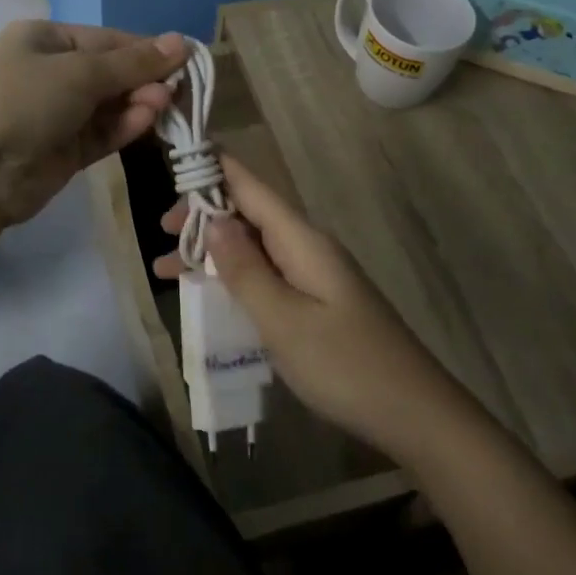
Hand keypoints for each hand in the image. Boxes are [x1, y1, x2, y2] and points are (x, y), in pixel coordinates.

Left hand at [0, 20, 187, 228]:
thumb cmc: (22, 100)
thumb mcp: (79, 71)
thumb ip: (133, 62)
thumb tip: (180, 41)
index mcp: (44, 40)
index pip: (106, 40)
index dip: (145, 49)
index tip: (185, 59)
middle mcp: (49, 73)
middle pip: (110, 73)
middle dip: (144, 79)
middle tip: (179, 89)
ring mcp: (55, 115)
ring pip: (109, 105)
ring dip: (138, 103)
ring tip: (165, 105)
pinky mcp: (63, 152)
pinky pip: (101, 133)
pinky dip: (124, 127)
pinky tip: (147, 121)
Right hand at [154, 156, 467, 460]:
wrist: (415, 415)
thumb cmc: (345, 366)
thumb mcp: (282, 320)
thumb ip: (245, 269)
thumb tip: (213, 219)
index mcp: (302, 240)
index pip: (251, 187)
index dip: (213, 170)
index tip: (174, 159)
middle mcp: (307, 247)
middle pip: (249, 214)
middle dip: (203, 217)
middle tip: (161, 234)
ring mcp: (315, 275)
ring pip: (254, 247)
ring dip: (212, 252)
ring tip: (165, 269)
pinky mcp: (318, 301)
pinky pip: (267, 274)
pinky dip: (234, 277)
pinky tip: (209, 295)